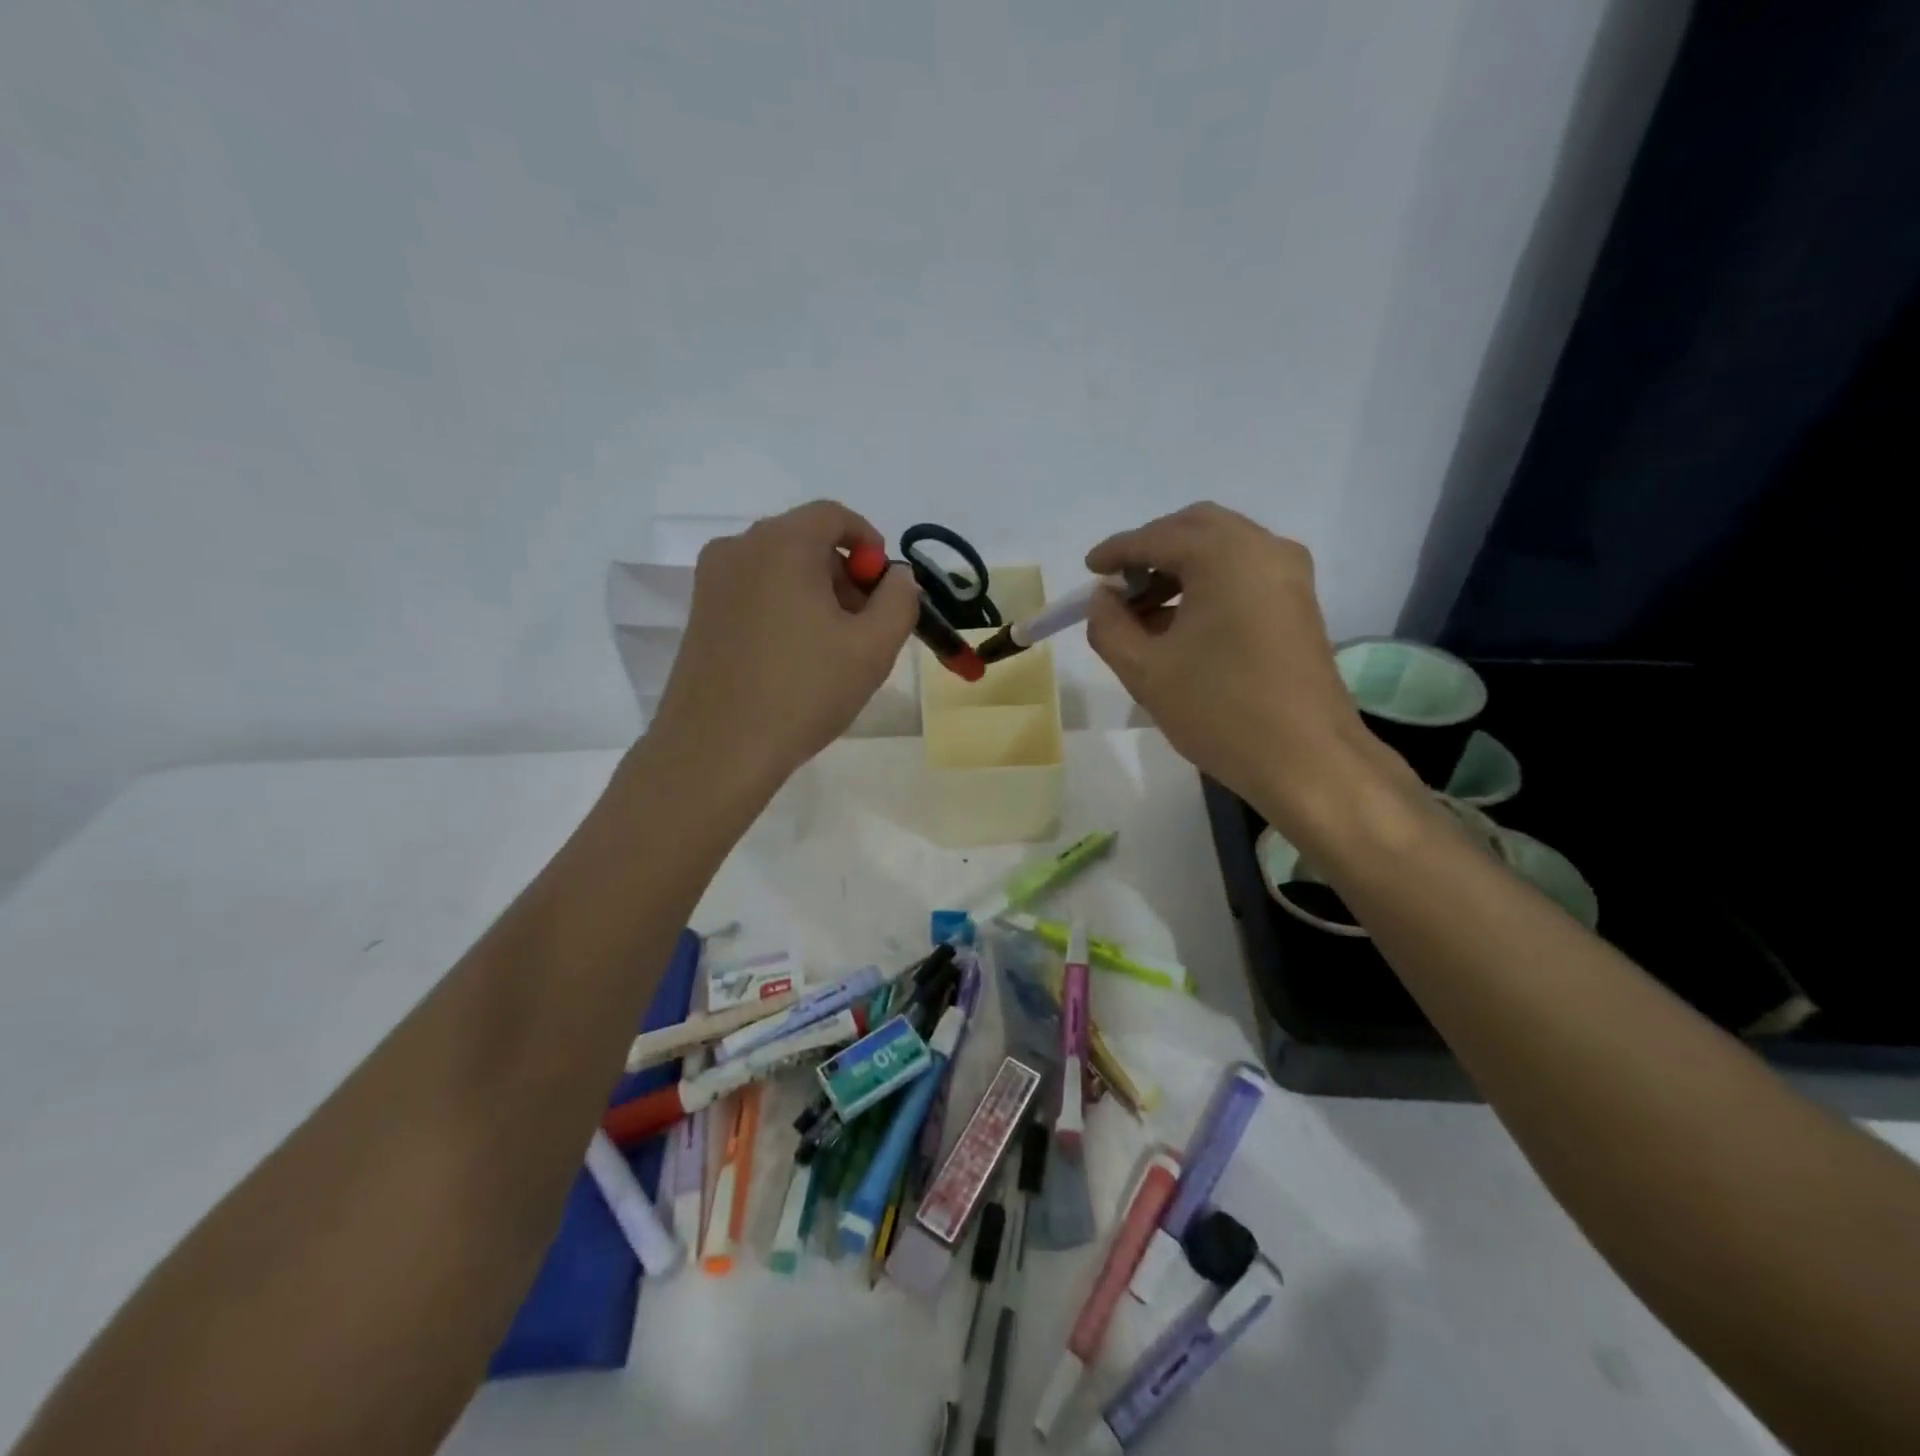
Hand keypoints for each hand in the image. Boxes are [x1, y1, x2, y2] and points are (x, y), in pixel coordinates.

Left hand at [645, 501, 917, 802]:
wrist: (717, 749)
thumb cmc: (803, 691)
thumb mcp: (873, 648)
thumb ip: (899, 600)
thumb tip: (897, 577)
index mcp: (781, 544)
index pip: (833, 515)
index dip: (869, 543)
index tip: (885, 586)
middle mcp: (739, 548)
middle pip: (805, 540)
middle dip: (844, 573)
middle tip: (865, 624)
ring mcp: (712, 582)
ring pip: (778, 568)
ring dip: (815, 592)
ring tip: (832, 648)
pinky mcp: (699, 614)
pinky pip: (753, 592)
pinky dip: (784, 608)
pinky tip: (795, 658)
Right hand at [1086, 502, 1417, 836]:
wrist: (1307, 758)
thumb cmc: (1220, 710)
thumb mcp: (1145, 671)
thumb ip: (1109, 626)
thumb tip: (1103, 598)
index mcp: (1224, 554)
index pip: (1156, 537)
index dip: (1116, 551)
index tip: (1089, 569)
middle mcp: (1263, 548)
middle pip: (1195, 528)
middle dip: (1151, 550)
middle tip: (1119, 585)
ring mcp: (1289, 573)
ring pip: (1222, 548)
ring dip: (1179, 567)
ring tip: (1144, 612)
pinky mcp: (1299, 601)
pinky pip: (1244, 572)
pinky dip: (1208, 582)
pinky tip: (1182, 623)